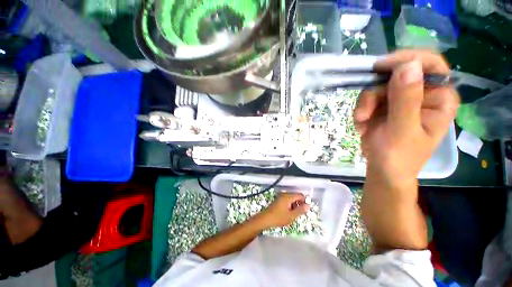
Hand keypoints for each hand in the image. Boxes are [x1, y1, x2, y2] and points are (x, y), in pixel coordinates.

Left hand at [257, 193, 309, 228]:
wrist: (266, 218)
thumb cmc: (279, 217)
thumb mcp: (291, 216)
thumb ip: (300, 210)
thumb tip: (308, 205)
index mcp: (288, 196)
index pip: (300, 195)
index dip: (304, 202)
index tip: (304, 211)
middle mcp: (285, 194)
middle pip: (296, 196)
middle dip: (299, 204)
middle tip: (297, 214)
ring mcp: (281, 196)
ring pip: (292, 198)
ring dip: (294, 205)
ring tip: (292, 214)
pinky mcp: (278, 199)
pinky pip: (287, 200)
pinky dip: (289, 205)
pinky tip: (287, 213)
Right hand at [354, 50, 458, 188]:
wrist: (382, 168)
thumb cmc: (398, 156)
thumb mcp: (402, 130)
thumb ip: (406, 100)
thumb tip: (408, 65)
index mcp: (439, 98)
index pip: (430, 64)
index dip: (406, 60)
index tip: (380, 67)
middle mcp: (422, 94)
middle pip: (396, 75)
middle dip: (375, 93)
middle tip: (364, 113)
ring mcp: (401, 99)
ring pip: (377, 86)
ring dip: (364, 105)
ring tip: (362, 123)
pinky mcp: (384, 105)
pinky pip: (368, 98)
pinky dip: (361, 112)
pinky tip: (362, 126)